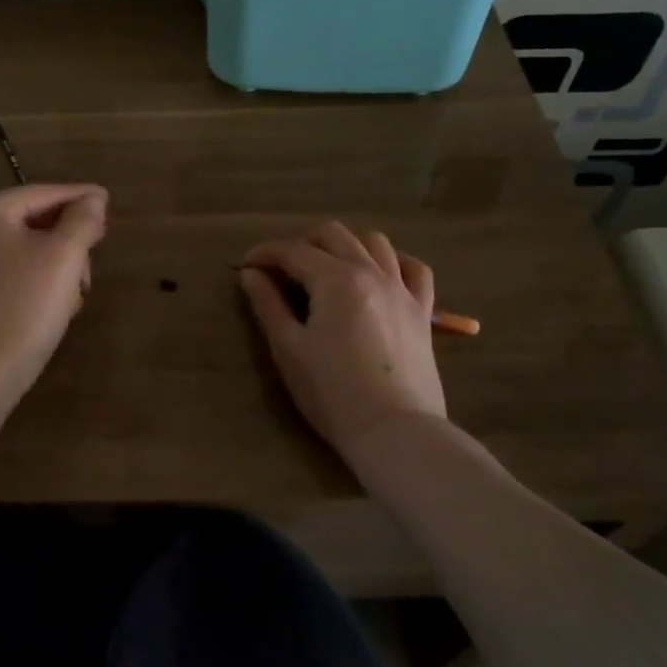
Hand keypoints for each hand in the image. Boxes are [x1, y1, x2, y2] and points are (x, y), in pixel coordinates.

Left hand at [0, 183, 108, 395]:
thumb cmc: (24, 306)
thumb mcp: (63, 257)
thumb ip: (83, 220)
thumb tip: (93, 198)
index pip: (42, 193)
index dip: (79, 196)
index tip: (109, 202)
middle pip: (34, 220)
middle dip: (70, 239)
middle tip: (96, 255)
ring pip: (28, 250)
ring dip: (59, 265)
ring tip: (77, 293)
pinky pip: (15, 274)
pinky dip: (41, 282)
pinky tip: (59, 307)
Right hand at [239, 222, 446, 457]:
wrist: (395, 432)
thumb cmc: (333, 393)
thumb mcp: (289, 349)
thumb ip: (268, 305)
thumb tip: (251, 275)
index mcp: (335, 280)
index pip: (292, 251)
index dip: (264, 254)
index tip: (245, 267)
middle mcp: (371, 272)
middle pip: (333, 234)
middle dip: (301, 243)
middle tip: (282, 270)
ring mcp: (402, 289)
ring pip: (374, 243)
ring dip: (345, 246)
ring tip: (328, 270)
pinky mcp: (422, 311)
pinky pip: (415, 269)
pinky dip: (393, 262)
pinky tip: (379, 275)